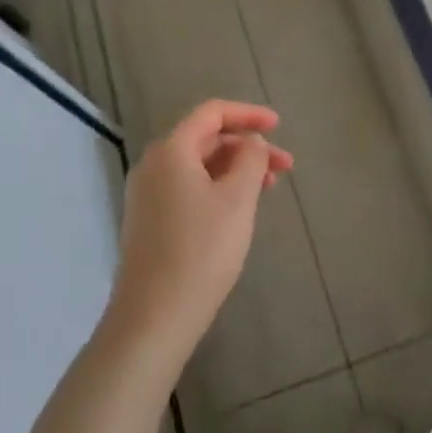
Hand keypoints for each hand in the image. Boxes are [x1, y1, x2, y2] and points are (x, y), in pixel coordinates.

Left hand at [102, 100, 293, 370]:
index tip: (279, 126)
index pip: (212, 113)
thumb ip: (250, 159)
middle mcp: (153, 165)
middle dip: (247, 147)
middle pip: (206, 140)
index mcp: (170, 150)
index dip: (248, 114)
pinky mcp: (148, 222)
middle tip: (284, 167)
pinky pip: (188, 188)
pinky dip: (217, 188)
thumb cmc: (201, 252)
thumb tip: (250, 141)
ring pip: (198, 166)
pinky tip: (238, 210)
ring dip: (235, 169)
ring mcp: (147, 195)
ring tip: (268, 188)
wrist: (152, 319)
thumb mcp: (237, 200)